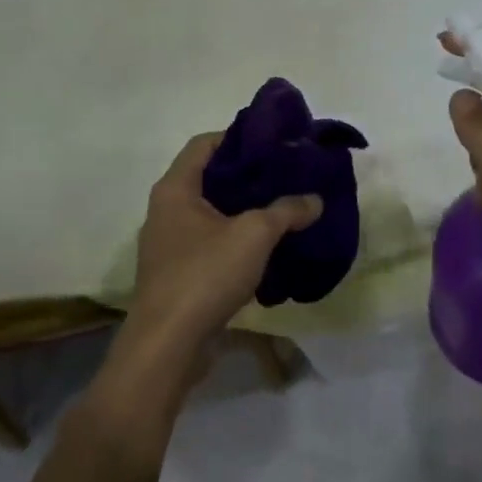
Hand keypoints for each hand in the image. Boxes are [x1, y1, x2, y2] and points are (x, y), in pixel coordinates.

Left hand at [126, 132, 323, 358]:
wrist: (169, 343)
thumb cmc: (205, 274)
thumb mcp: (254, 235)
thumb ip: (287, 211)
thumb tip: (314, 200)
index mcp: (176, 189)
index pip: (204, 143)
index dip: (238, 137)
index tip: (274, 143)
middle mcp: (167, 210)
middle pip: (210, 178)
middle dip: (249, 176)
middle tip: (287, 175)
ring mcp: (170, 244)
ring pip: (213, 214)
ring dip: (245, 211)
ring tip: (284, 209)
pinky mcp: (179, 273)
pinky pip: (212, 243)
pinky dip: (238, 240)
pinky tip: (268, 249)